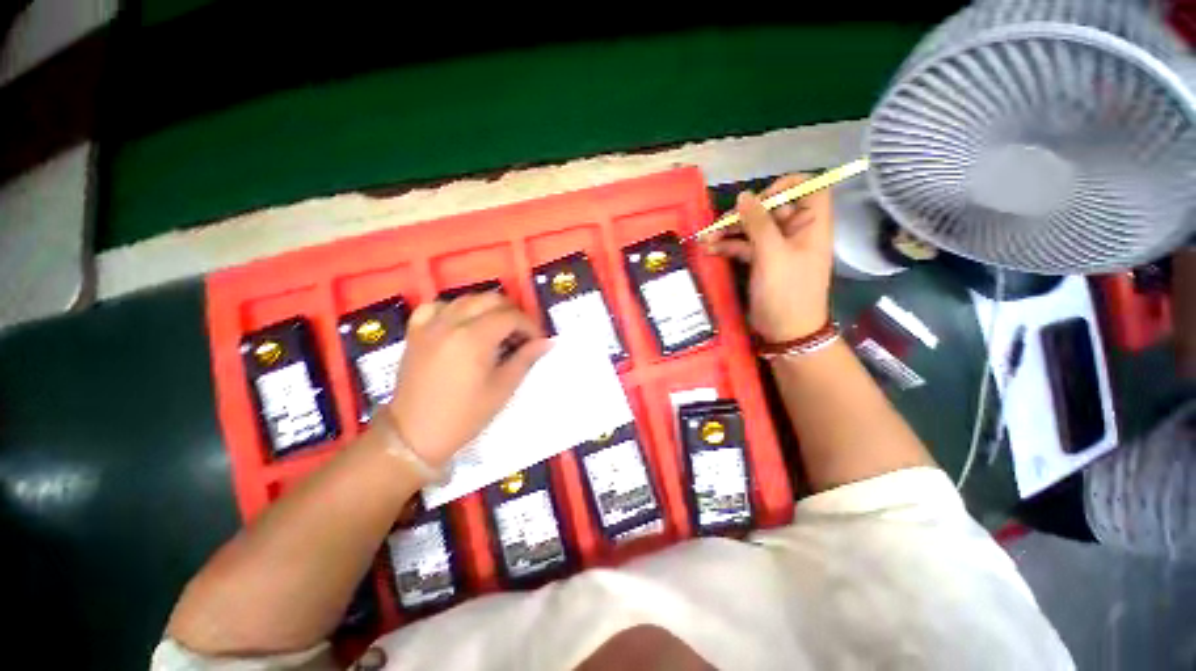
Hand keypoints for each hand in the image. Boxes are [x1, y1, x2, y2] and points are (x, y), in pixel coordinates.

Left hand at [382, 292, 549, 466]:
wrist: (415, 435)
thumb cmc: (464, 415)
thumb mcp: (502, 388)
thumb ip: (525, 359)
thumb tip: (547, 342)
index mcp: (474, 338)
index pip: (511, 316)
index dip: (530, 326)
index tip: (537, 341)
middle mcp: (451, 323)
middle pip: (491, 300)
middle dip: (512, 313)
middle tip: (520, 334)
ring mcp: (430, 325)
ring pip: (466, 299)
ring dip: (487, 308)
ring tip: (496, 329)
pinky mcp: (416, 332)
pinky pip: (436, 306)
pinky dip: (454, 308)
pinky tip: (461, 322)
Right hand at [704, 175, 833, 340]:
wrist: (785, 331)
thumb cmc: (786, 292)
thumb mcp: (772, 255)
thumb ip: (758, 223)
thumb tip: (744, 195)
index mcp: (811, 224)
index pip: (808, 188)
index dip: (784, 187)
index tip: (759, 199)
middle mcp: (796, 231)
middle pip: (771, 208)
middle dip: (743, 214)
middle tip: (720, 224)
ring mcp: (777, 247)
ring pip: (753, 228)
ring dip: (730, 231)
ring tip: (706, 239)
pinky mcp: (762, 262)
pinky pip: (745, 246)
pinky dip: (728, 246)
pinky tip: (710, 250)